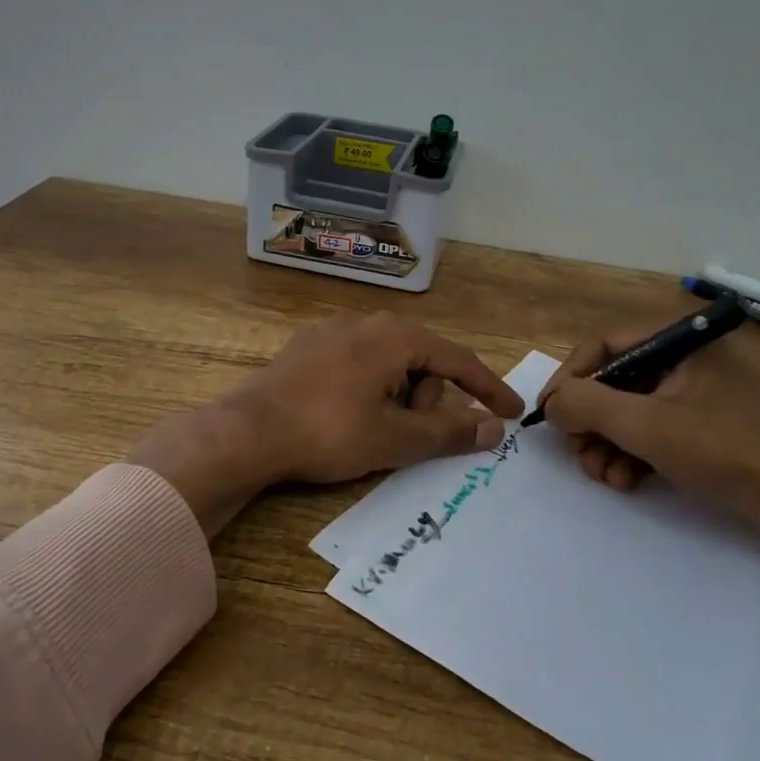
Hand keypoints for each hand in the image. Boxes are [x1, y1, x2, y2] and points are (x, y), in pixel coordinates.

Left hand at [131, 312, 523, 536]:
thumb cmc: (329, 432)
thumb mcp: (395, 438)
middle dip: (427, 401)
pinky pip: (358, 364)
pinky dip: (370, 389)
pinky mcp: (308, 346)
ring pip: (388, 363)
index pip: (457, 360)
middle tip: (409, 437)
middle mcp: (367, 321)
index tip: (512, 412)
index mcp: (395, 335)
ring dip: (397, 397)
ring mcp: (333, 330)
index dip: (488, 389)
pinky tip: (347, 416)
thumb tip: (493, 429)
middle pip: (421, 361)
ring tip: (372, 431)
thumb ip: (449, 432)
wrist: (247, 432)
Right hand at [539, 320, 759, 651]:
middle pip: (617, 381)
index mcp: (680, 342)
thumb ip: (588, 405)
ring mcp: (702, 398)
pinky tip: (627, 483)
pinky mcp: (712, 432)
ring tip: (604, 477)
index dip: (570, 378)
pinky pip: (658, 433)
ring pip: (634, 412)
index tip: (549, 415)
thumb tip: (551, 402)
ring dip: (609, 444)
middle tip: (579, 456)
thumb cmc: (730, 452)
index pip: (604, 346)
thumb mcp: (647, 426)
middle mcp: (689, 361)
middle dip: (591, 421)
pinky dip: (636, 455)